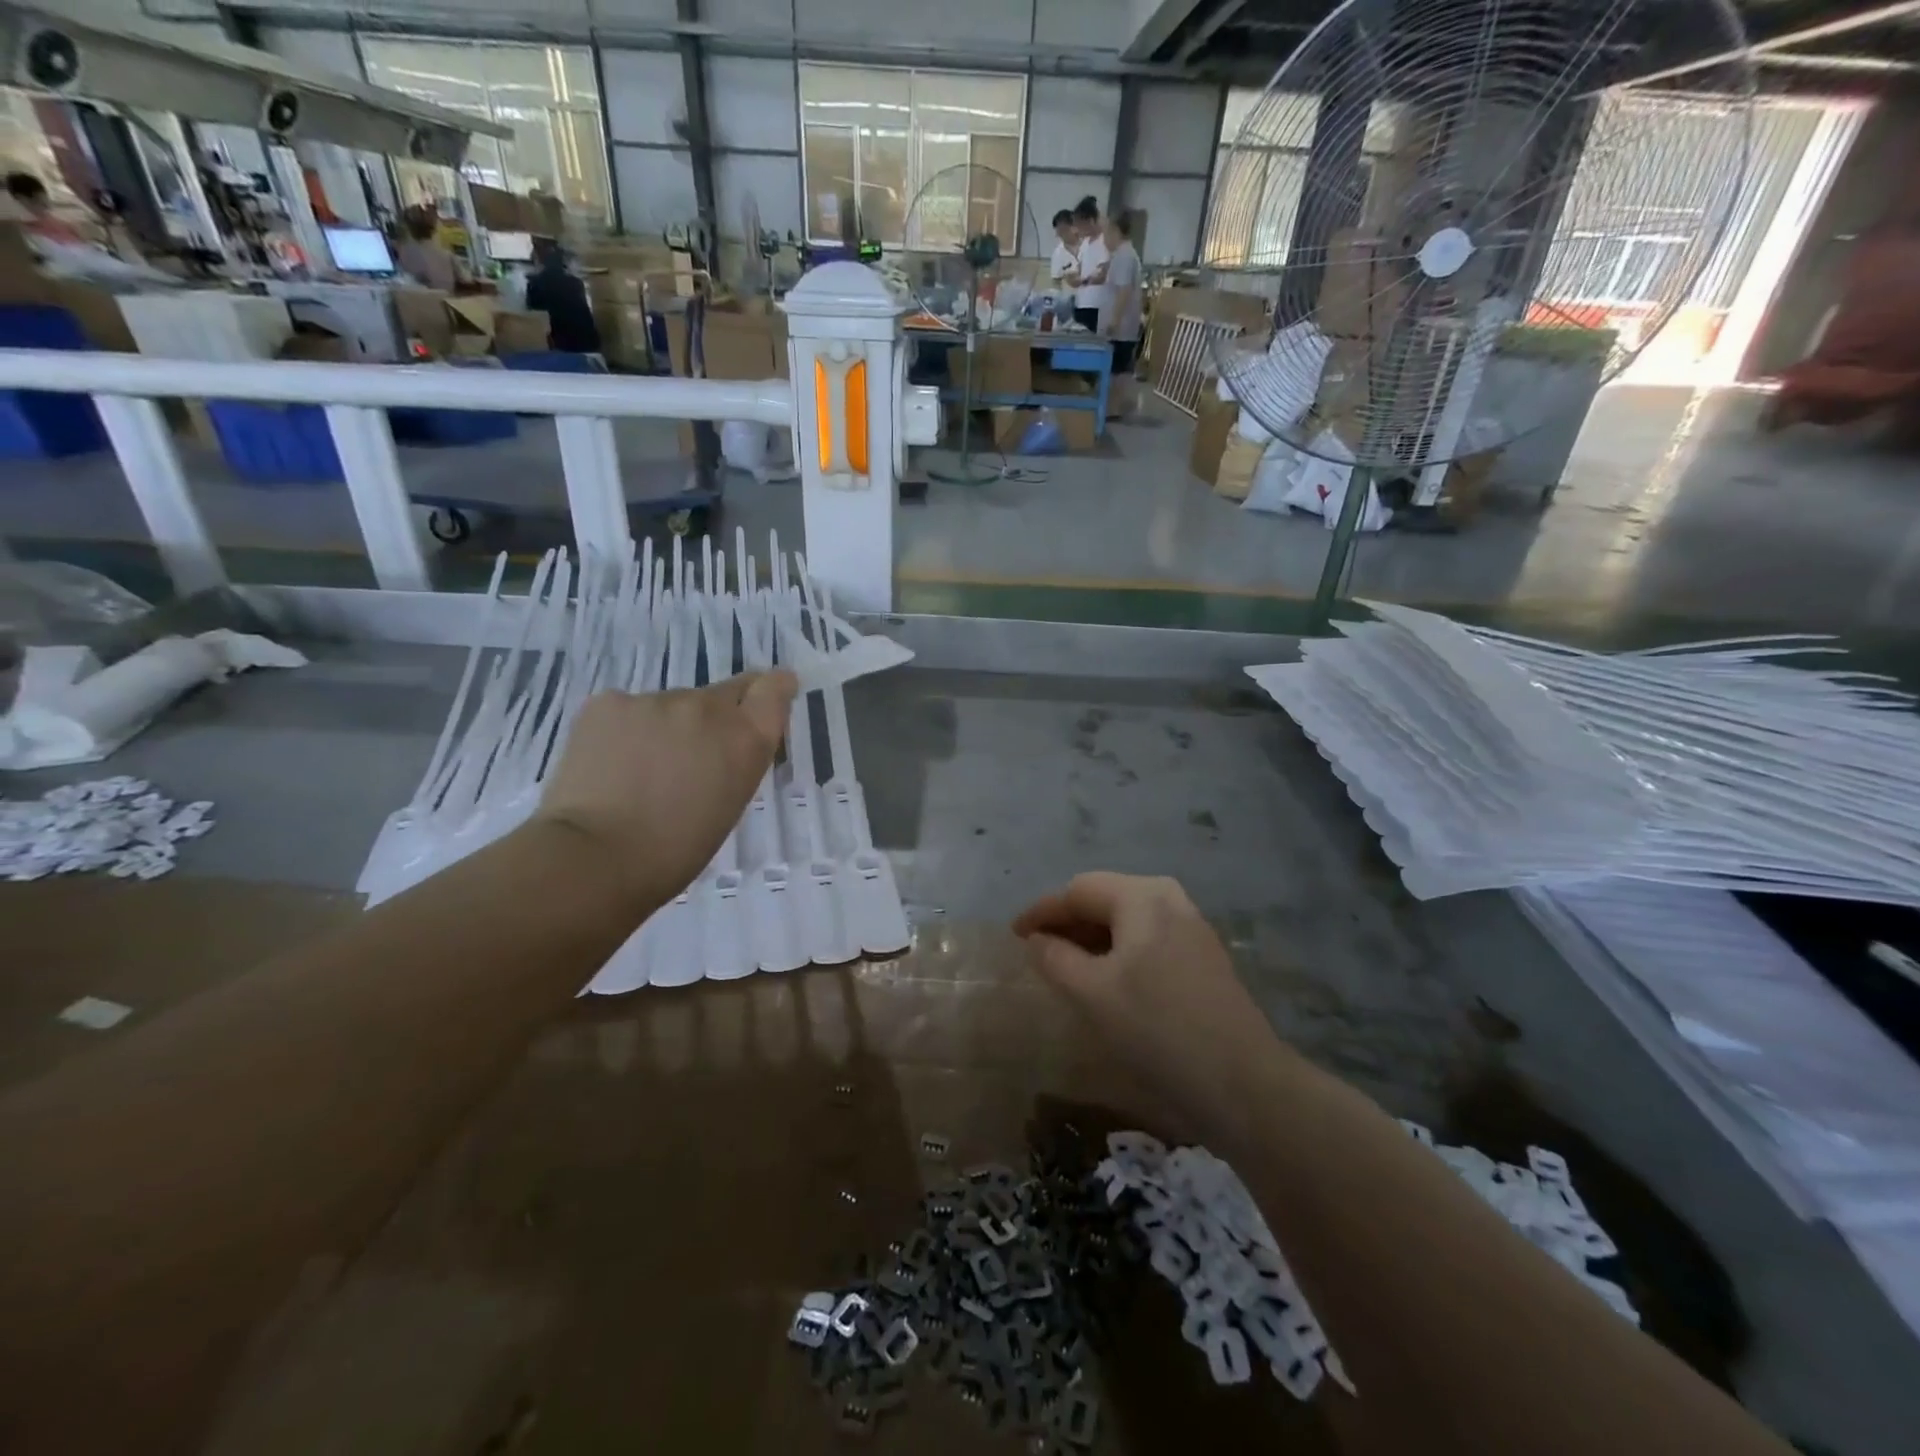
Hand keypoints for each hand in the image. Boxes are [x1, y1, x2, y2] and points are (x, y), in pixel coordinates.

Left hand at [532, 671, 796, 907]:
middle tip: (692, 754)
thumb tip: (721, 745)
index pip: (773, 689)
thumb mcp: (729, 804)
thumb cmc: (673, 851)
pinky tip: (609, 765)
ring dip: (666, 728)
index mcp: (745, 739)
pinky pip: (627, 710)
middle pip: (723, 694)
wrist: (594, 857)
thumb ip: (736, 760)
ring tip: (640, 771)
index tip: (771, 692)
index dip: (774, 688)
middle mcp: (707, 708)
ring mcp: (655, 700)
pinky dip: (624, 731)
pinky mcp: (608, 702)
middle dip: (715, 717)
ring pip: (670, 705)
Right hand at [1013, 873, 1286, 1130]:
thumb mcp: (1092, 993)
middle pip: (1104, 898)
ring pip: (1127, 920)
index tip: (1013, 935)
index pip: (1078, 890)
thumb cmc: (1157, 1028)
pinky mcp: (1203, 956)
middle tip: (1038, 950)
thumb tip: (1037, 940)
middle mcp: (1169, 898)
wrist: (1243, 1083)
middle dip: (1068, 922)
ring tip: (1067, 966)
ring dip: (1093, 938)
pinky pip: (1147, 938)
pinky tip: (1108, 980)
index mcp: (1142, 896)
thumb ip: (1055, 958)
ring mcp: (1192, 926)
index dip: (1042, 911)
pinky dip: (1119, 951)